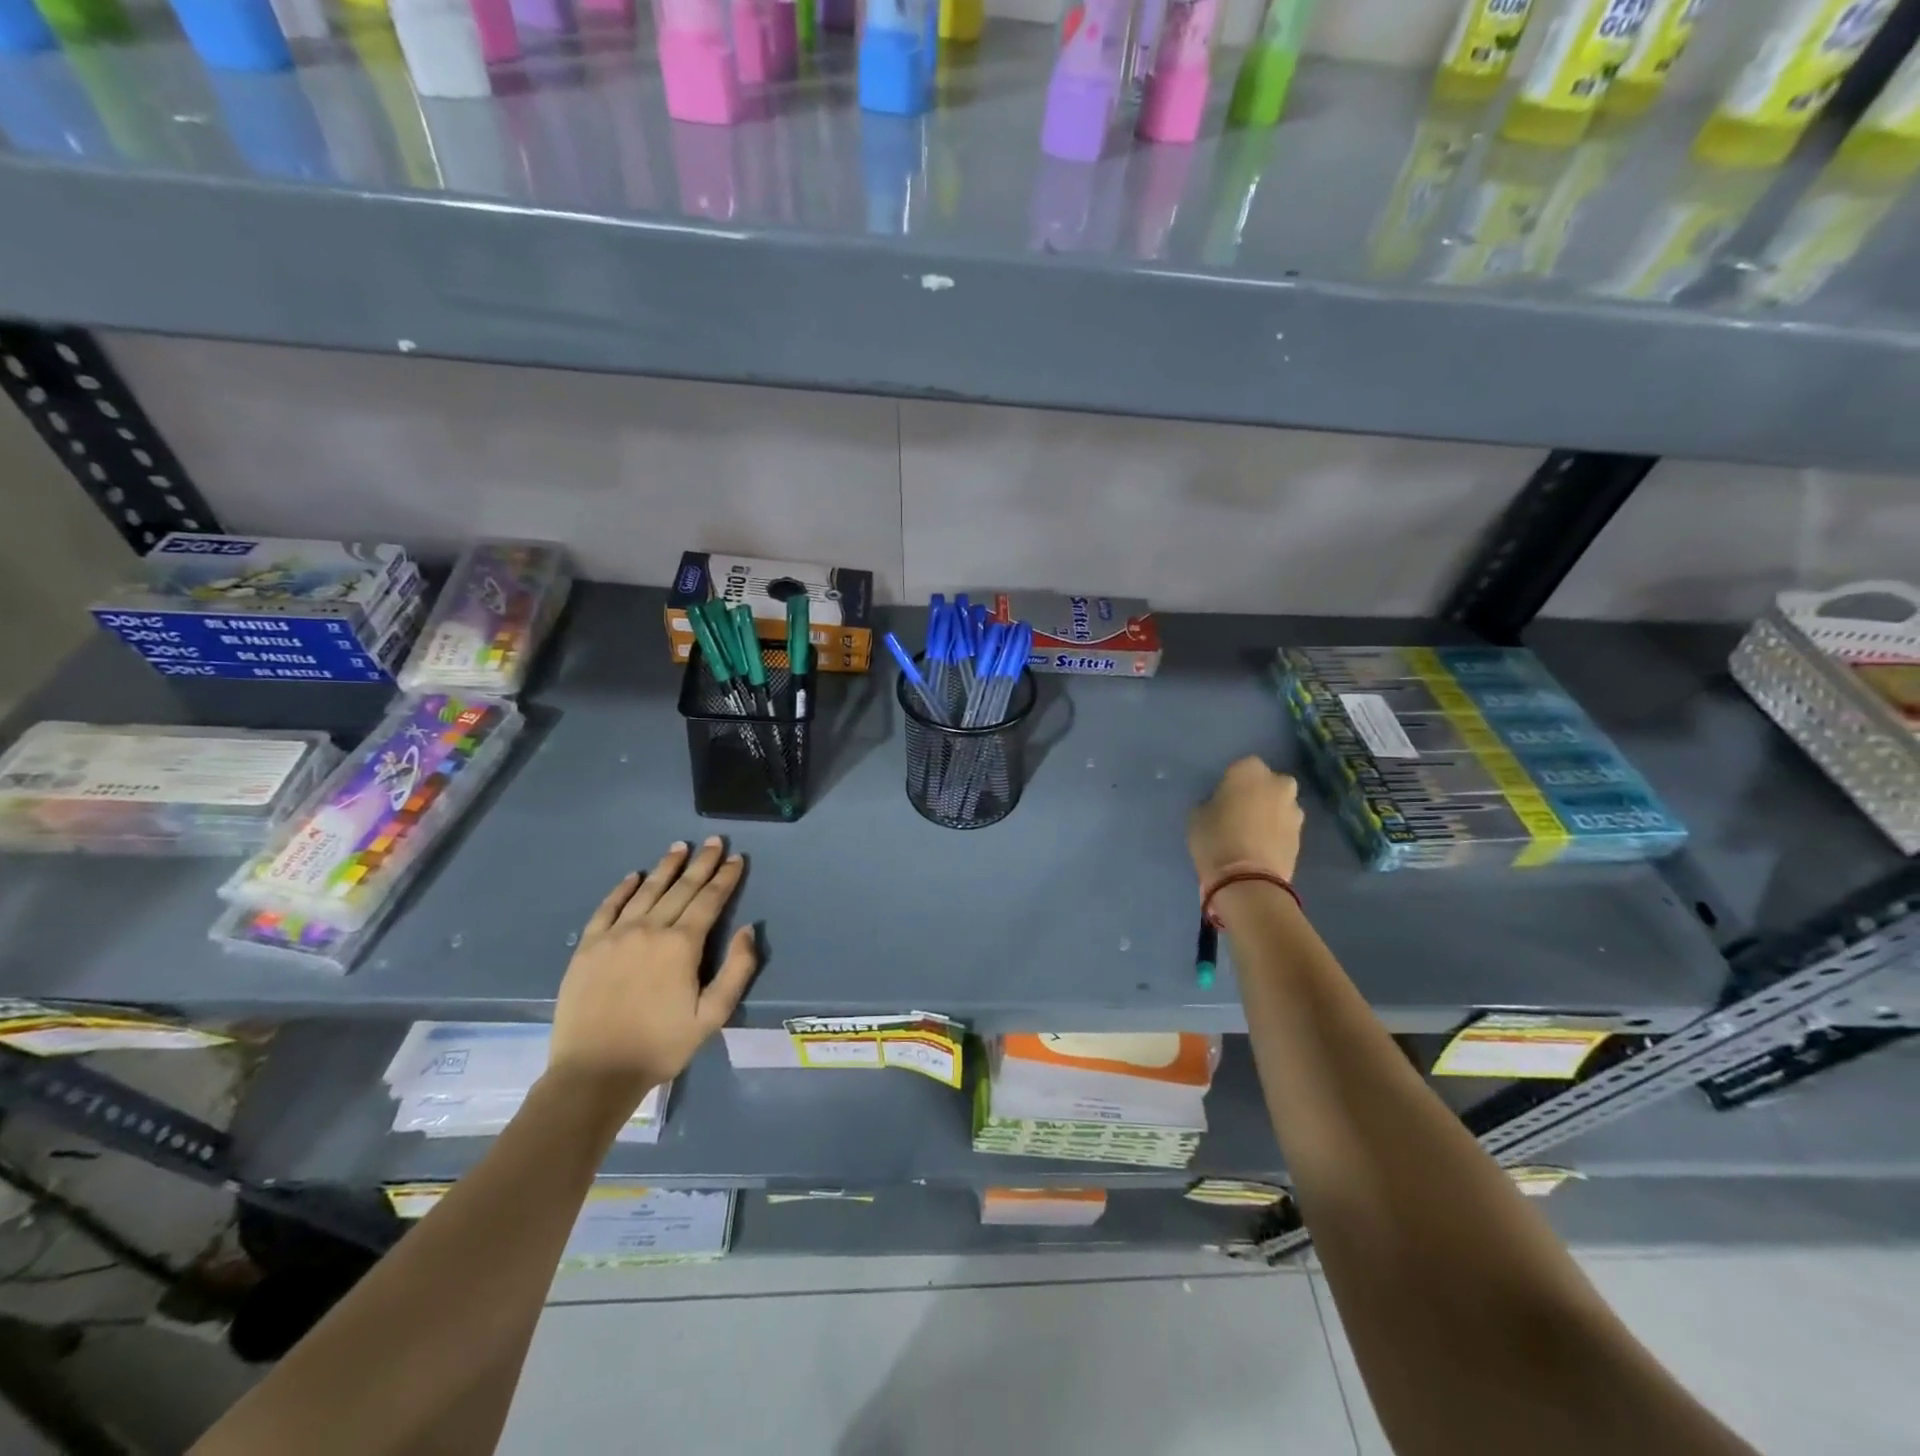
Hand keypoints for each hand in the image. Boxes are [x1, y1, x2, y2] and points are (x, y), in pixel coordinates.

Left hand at [547, 837, 758, 1112]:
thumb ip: (737, 970)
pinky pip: (608, 907)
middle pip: (681, 888)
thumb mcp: (712, 1016)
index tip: (737, 858)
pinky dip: (623, 889)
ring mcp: (615, 935)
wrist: (594, 1072)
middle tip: (714, 841)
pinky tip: (634, 876)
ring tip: (679, 847)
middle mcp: (650, 929)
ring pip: (646, 890)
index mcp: (682, 945)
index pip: (709, 900)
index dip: (725, 878)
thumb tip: (748, 929)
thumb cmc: (661, 1045)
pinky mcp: (589, 947)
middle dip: (701, 863)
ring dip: (666, 867)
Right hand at [1188, 756, 1303, 887]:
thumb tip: (1222, 805)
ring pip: (1280, 805)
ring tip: (1251, 834)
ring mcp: (1295, 810)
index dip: (1232, 783)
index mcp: (1249, 770)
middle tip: (1240, 812)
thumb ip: (1213, 802)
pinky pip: (1285, 827)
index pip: (1241, 767)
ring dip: (1270, 814)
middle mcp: (1278, 783)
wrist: (1247, 879)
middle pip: (1268, 783)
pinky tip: (1261, 847)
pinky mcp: (1302, 836)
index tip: (1223, 798)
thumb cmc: (1215, 838)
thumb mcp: (1198, 815)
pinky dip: (1276, 833)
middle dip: (1259, 794)